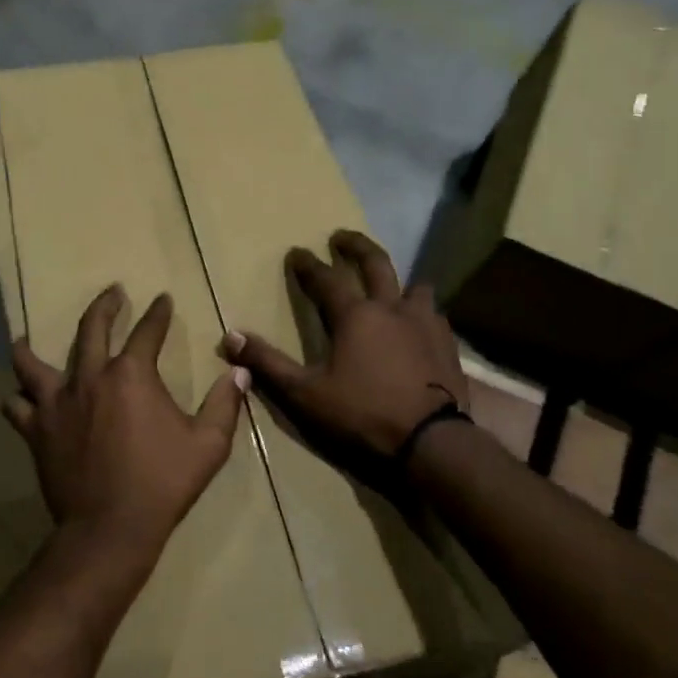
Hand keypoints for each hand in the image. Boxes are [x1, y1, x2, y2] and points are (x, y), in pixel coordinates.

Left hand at [5, 285, 247, 567]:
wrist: (110, 528)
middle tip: (112, 292)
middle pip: (91, 328)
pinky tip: (21, 397)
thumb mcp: (208, 445)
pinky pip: (16, 406)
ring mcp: (57, 403)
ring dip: (30, 346)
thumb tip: (239, 373)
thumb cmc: (162, 483)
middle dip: (104, 305)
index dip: (158, 313)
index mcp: (132, 375)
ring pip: (32, 362)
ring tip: (26, 338)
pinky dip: (18, 399)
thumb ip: (224, 404)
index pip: (148, 331)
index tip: (162, 299)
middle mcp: (90, 378)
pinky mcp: (36, 430)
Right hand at [221, 229, 468, 486]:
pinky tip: (418, 325)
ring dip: (398, 280)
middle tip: (341, 236)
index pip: (325, 279)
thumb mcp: (305, 393)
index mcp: (355, 315)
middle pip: (375, 262)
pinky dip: (421, 311)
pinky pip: (434, 313)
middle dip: (355, 246)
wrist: (431, 441)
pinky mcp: (447, 342)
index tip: (296, 252)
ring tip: (390, 284)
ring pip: (414, 285)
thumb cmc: (362, 414)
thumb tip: (230, 335)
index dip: (307, 264)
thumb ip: (268, 363)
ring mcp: (425, 323)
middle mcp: (391, 307)